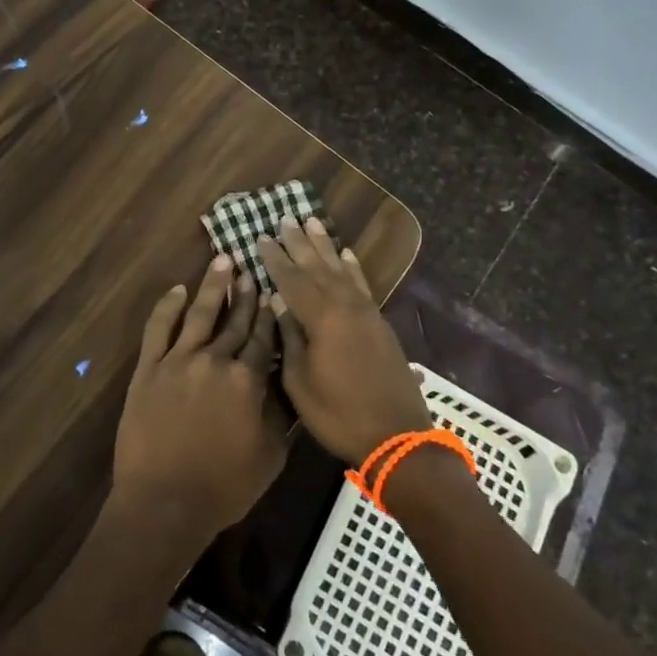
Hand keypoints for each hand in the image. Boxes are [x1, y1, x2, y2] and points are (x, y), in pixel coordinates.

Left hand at [112, 255, 290, 542]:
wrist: (165, 502)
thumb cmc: (224, 486)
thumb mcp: (271, 456)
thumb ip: (279, 414)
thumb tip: (283, 383)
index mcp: (247, 380)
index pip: (263, 339)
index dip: (270, 315)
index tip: (275, 292)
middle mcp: (215, 360)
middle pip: (235, 321)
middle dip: (246, 294)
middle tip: (252, 269)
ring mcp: (178, 360)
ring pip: (200, 314)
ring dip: (213, 286)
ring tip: (223, 260)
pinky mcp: (149, 368)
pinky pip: (158, 328)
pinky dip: (168, 305)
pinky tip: (178, 289)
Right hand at [259, 217, 431, 464]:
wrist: (396, 436)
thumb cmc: (338, 413)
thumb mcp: (300, 382)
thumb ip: (290, 338)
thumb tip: (278, 303)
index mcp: (322, 318)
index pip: (292, 280)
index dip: (274, 259)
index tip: (260, 237)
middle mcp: (345, 306)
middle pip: (317, 267)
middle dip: (298, 243)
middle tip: (284, 219)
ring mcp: (365, 312)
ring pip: (340, 269)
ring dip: (324, 246)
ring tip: (312, 222)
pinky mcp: (379, 323)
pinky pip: (362, 284)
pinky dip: (352, 267)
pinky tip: (346, 254)